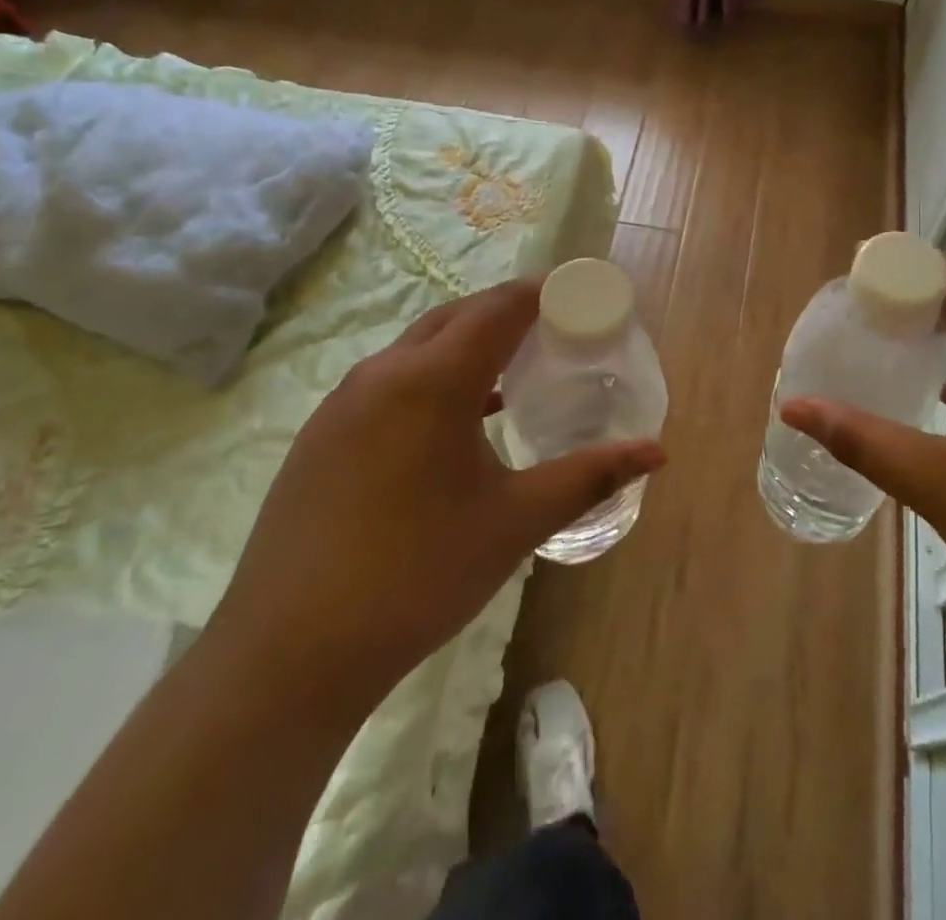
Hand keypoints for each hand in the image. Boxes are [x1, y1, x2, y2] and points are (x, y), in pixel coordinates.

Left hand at [212, 280, 665, 706]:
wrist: (289, 652)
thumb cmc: (418, 576)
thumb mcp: (514, 523)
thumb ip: (588, 476)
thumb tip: (656, 450)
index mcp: (434, 380)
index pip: (500, 307)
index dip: (543, 292)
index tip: (579, 295)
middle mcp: (385, 372)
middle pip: (457, 316)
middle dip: (507, 312)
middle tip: (553, 331)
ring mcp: (343, 401)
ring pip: (418, 345)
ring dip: (466, 343)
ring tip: (508, 370)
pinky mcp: (321, 433)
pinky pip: (388, 379)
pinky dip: (430, 375)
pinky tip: (451, 422)